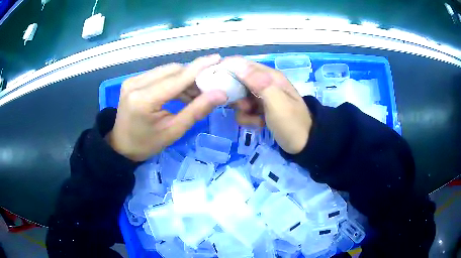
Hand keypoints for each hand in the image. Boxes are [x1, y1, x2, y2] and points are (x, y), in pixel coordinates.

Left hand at [106, 54, 227, 160]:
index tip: (218, 58)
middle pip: (172, 70)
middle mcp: (136, 84)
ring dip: (184, 78)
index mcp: (144, 99)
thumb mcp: (173, 131)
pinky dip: (173, 81)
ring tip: (197, 92)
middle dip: (193, 75)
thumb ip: (196, 110)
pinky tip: (182, 92)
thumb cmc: (147, 144)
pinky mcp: (133, 81)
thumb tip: (220, 94)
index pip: (176, 78)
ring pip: (166, 71)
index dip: (199, 67)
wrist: (122, 146)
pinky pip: (159, 75)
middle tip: (210, 85)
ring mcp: (133, 80)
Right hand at [221, 57, 311, 153]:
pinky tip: (259, 124)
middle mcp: (264, 84)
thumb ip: (258, 82)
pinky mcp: (260, 111)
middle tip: (244, 107)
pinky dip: (248, 119)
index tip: (216, 81)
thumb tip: (237, 65)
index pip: (243, 65)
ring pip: (240, 98)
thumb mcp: (276, 101)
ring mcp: (262, 98)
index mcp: (269, 77)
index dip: (228, 69)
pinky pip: (245, 111)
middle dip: (236, 95)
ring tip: (255, 118)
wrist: (303, 145)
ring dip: (243, 110)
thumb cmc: (291, 122)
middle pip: (238, 82)